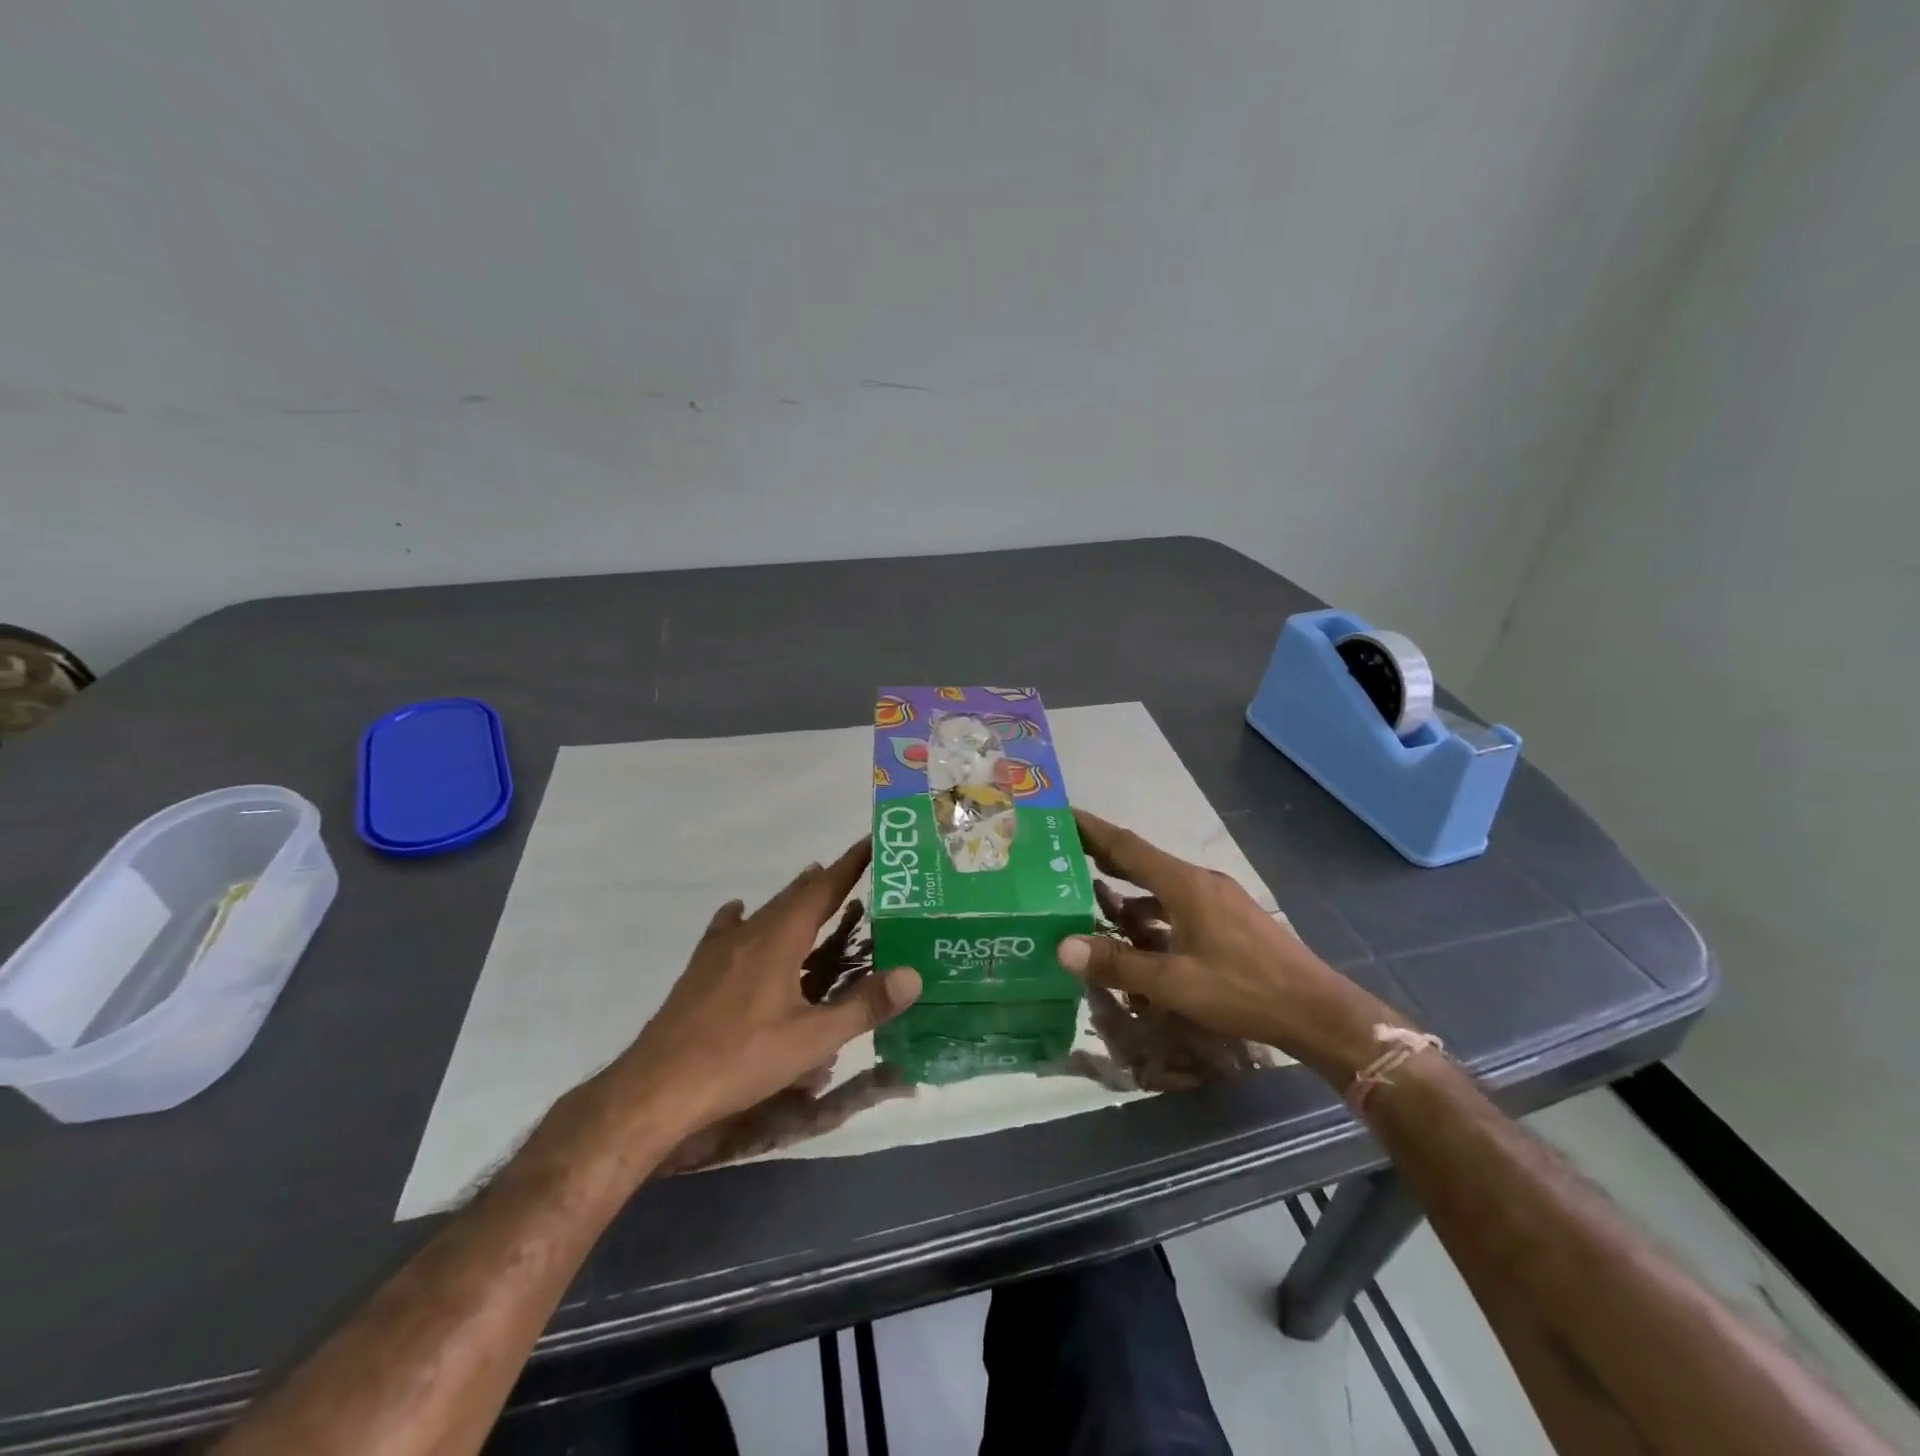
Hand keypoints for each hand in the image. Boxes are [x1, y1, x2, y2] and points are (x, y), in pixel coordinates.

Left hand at [608, 840, 920, 1140]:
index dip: (851, 864)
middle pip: (796, 895)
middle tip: (857, 873)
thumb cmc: (740, 1059)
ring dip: (794, 899)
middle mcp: (751, 932)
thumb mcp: (812, 1040)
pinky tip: (741, 916)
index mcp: (780, 938)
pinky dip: (747, 917)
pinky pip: (730, 928)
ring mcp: (720, 948)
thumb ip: (864, 1005)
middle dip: (827, 881)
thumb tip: (914, 975)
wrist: (656, 1087)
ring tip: (815, 890)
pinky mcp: (700, 968)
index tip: (873, 841)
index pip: (824, 888)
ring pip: (766, 911)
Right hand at [1059, 810, 1409, 1083]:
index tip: (1060, 814)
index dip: (1091, 829)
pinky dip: (1149, 911)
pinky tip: (1137, 935)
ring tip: (1089, 896)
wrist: (1317, 1011)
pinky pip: (1176, 903)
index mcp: (1184, 884)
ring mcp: (1217, 898)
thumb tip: (1062, 947)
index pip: (1126, 845)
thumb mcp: (1174, 983)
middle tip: (1060, 852)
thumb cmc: (1244, 991)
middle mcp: (1199, 881)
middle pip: (1141, 860)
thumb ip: (1118, 964)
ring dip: (1125, 889)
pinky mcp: (1228, 918)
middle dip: (1101, 855)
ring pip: (1159, 885)